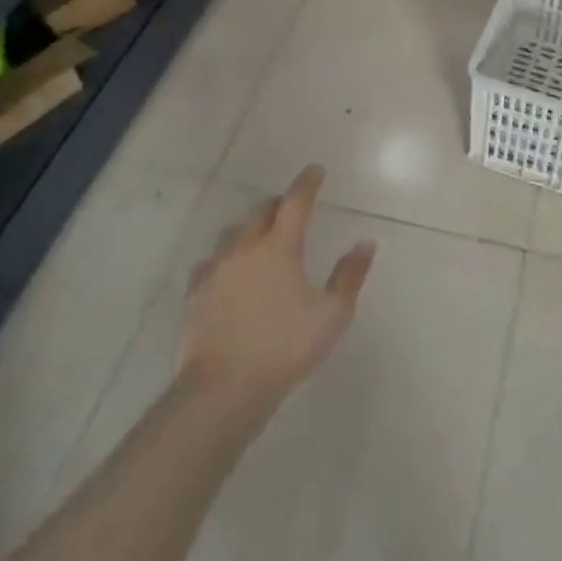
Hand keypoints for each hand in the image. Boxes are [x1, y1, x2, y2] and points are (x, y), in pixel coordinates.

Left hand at [179, 166, 375, 415]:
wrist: (222, 390)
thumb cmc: (284, 348)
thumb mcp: (332, 315)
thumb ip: (350, 276)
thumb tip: (365, 243)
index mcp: (279, 247)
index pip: (296, 202)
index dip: (307, 183)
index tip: (315, 171)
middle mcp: (245, 248)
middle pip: (260, 211)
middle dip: (278, 204)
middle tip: (290, 209)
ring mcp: (216, 270)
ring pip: (232, 233)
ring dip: (249, 229)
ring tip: (260, 239)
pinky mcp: (195, 294)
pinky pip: (210, 263)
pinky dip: (225, 259)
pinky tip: (228, 273)